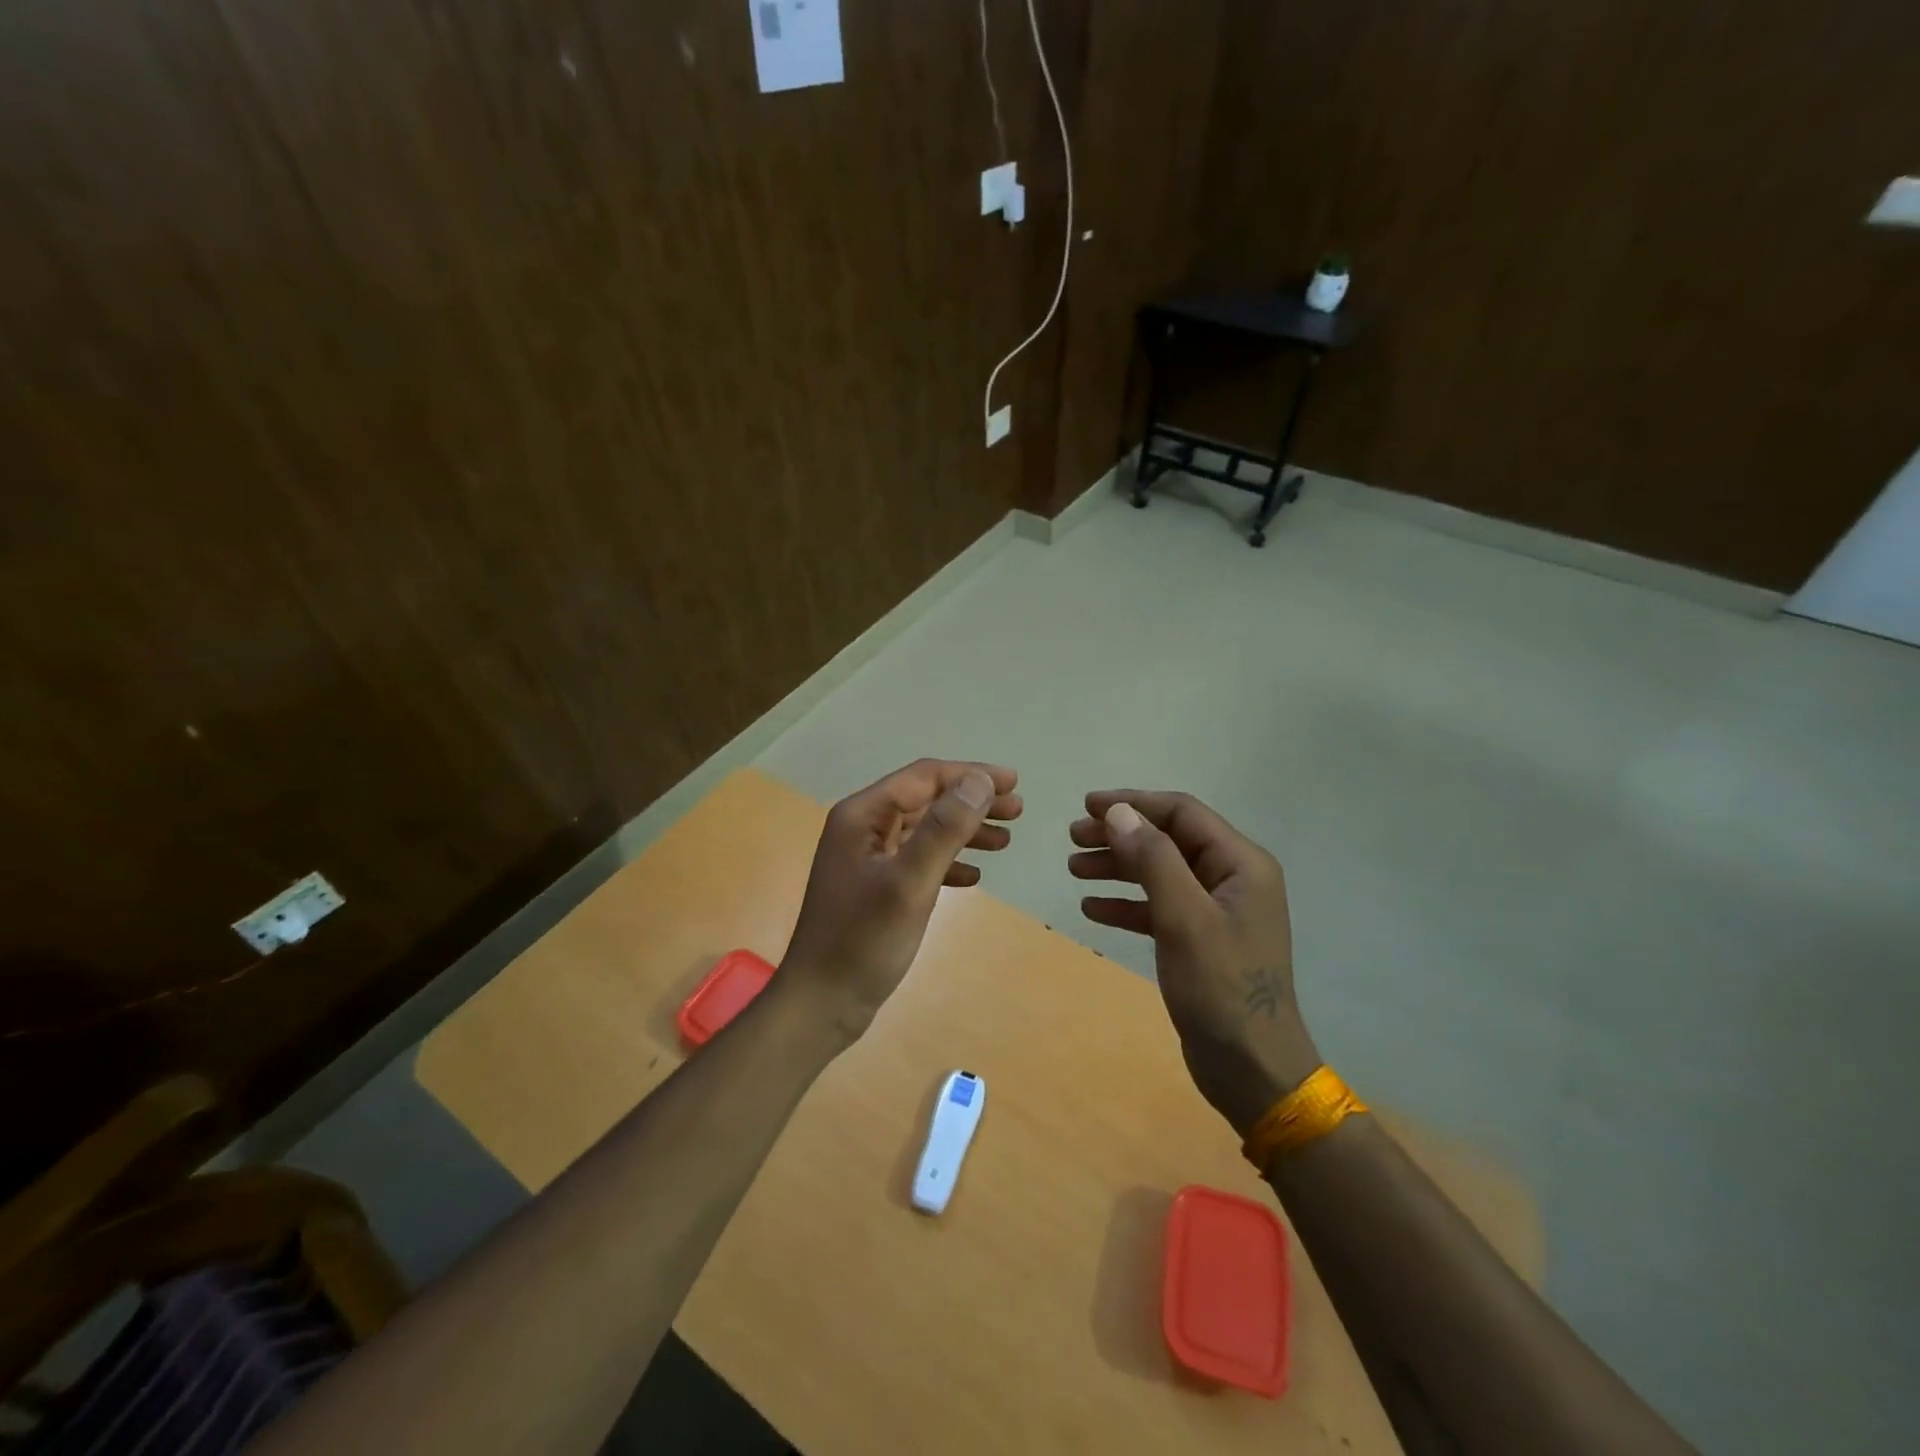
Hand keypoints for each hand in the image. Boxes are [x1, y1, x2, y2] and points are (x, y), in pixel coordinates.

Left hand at [781, 759, 1021, 1038]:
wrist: (820, 1004)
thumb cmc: (862, 941)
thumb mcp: (909, 883)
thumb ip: (944, 830)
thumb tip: (980, 781)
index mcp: (862, 816)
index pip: (923, 778)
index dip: (970, 775)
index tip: (1013, 783)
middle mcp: (862, 828)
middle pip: (926, 800)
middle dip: (972, 802)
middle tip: (1018, 810)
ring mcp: (867, 859)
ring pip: (924, 830)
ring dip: (965, 831)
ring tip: (1005, 841)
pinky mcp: (875, 887)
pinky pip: (918, 861)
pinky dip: (948, 862)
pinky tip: (974, 877)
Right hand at [1069, 790, 1319, 1133]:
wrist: (1252, 1069)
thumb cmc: (1221, 988)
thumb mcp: (1184, 918)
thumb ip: (1153, 859)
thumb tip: (1119, 812)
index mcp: (1240, 863)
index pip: (1182, 813)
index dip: (1133, 803)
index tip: (1087, 806)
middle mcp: (1231, 878)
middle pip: (1168, 839)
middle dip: (1120, 835)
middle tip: (1073, 838)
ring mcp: (1216, 911)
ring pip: (1159, 872)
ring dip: (1118, 866)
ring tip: (1074, 869)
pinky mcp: (1201, 940)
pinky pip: (1158, 907)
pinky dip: (1126, 904)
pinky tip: (1092, 908)